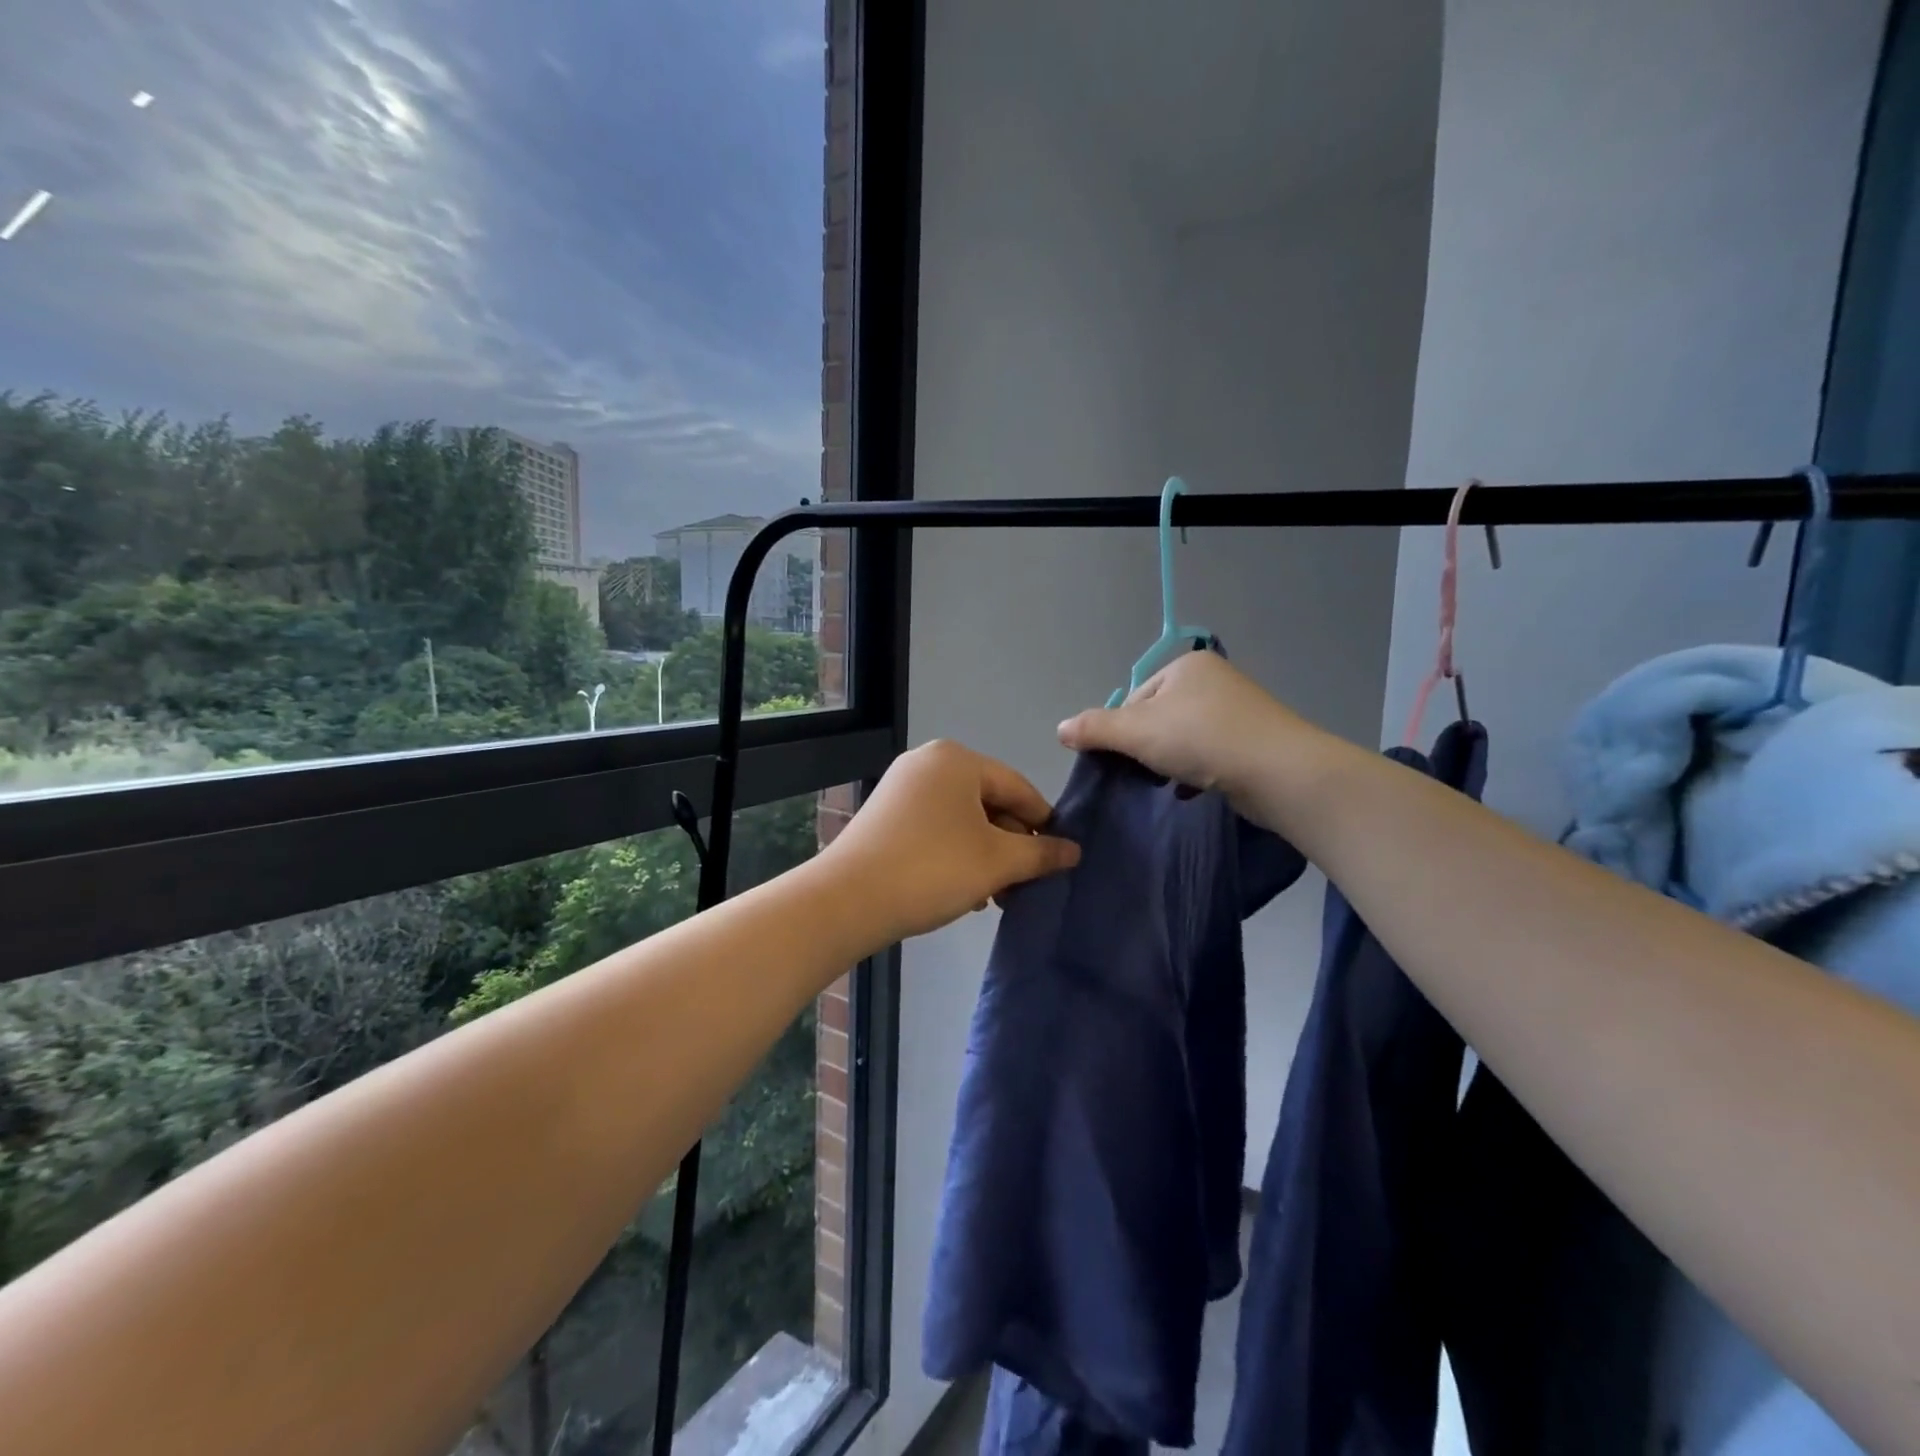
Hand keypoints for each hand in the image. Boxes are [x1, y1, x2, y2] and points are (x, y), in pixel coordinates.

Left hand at [822, 740, 1080, 943]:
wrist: (847, 900)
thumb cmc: (932, 869)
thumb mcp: (997, 862)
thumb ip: (1040, 853)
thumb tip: (1074, 850)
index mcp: (957, 760)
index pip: (1018, 787)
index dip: (1043, 824)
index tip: (1059, 859)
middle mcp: (927, 763)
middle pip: (989, 802)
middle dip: (1011, 846)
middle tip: (1025, 885)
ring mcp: (901, 789)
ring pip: (962, 820)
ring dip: (986, 856)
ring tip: (997, 896)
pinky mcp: (885, 816)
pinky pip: (936, 829)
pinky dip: (956, 855)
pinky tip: (964, 892)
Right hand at [1057, 650, 1310, 814]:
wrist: (1278, 772)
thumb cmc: (1202, 739)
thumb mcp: (1137, 731)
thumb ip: (1095, 728)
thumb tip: (1060, 729)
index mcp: (1186, 665)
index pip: (1135, 698)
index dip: (1123, 730)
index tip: (1127, 758)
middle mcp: (1214, 680)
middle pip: (1159, 718)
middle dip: (1148, 748)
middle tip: (1148, 773)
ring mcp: (1239, 710)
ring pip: (1185, 738)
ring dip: (1172, 762)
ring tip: (1173, 783)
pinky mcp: (1254, 741)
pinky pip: (1211, 754)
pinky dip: (1198, 771)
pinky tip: (1196, 789)